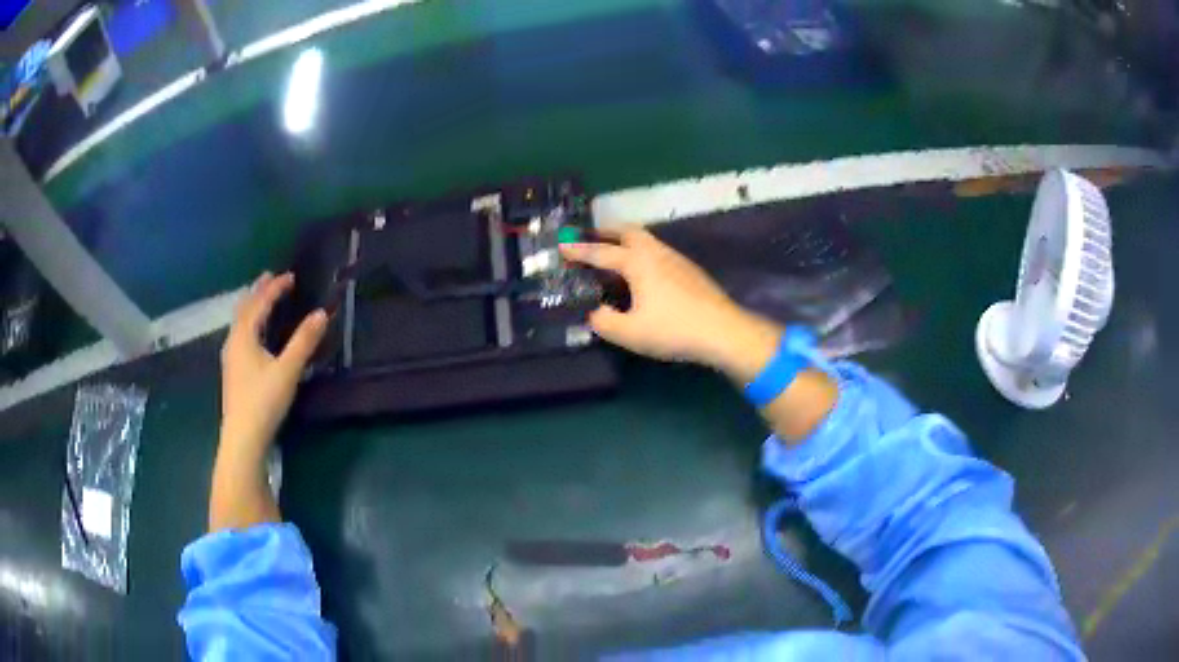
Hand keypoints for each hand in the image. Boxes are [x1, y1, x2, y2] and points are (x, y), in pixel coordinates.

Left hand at [219, 272, 327, 456]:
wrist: (242, 437)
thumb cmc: (264, 401)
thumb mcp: (288, 371)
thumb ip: (304, 342)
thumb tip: (322, 313)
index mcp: (244, 335)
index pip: (260, 303)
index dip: (275, 288)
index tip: (291, 276)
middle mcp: (233, 341)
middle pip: (244, 308)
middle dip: (258, 291)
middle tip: (270, 277)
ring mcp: (230, 357)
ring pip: (239, 322)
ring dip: (251, 306)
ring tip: (261, 299)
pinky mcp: (232, 371)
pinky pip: (239, 334)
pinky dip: (248, 323)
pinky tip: (253, 335)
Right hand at [560, 227, 777, 374]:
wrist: (723, 331)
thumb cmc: (673, 329)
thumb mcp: (629, 333)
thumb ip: (604, 321)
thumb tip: (594, 312)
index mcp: (637, 262)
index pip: (600, 253)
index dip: (578, 250)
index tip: (561, 245)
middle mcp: (655, 253)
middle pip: (627, 231)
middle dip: (606, 231)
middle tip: (591, 236)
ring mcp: (676, 259)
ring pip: (647, 240)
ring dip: (626, 241)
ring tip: (615, 254)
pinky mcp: (690, 271)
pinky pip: (658, 252)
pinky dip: (643, 253)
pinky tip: (645, 274)